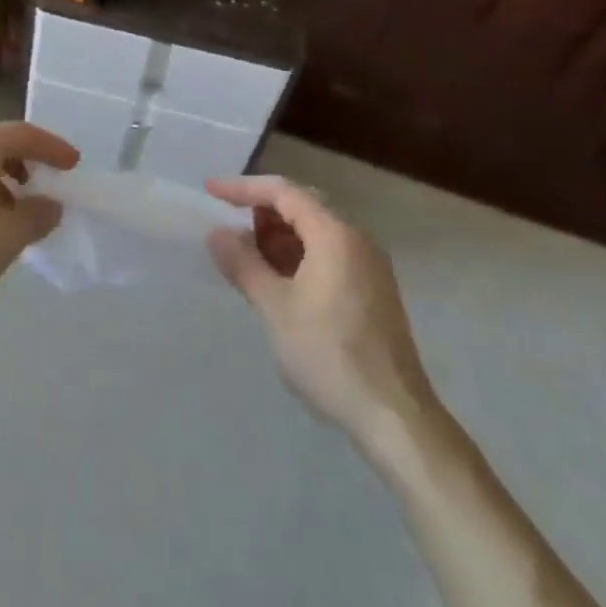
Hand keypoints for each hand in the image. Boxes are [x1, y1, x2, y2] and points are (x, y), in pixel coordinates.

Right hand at [206, 176, 441, 466]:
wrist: (395, 418)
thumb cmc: (330, 354)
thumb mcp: (275, 308)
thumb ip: (243, 264)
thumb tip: (216, 233)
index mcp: (335, 233)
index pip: (283, 192)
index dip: (243, 188)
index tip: (210, 191)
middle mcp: (356, 239)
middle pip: (301, 207)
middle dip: (261, 213)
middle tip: (228, 229)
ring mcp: (369, 266)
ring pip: (315, 232)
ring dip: (279, 238)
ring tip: (248, 259)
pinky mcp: (374, 291)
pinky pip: (329, 255)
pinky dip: (299, 257)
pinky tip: (279, 283)